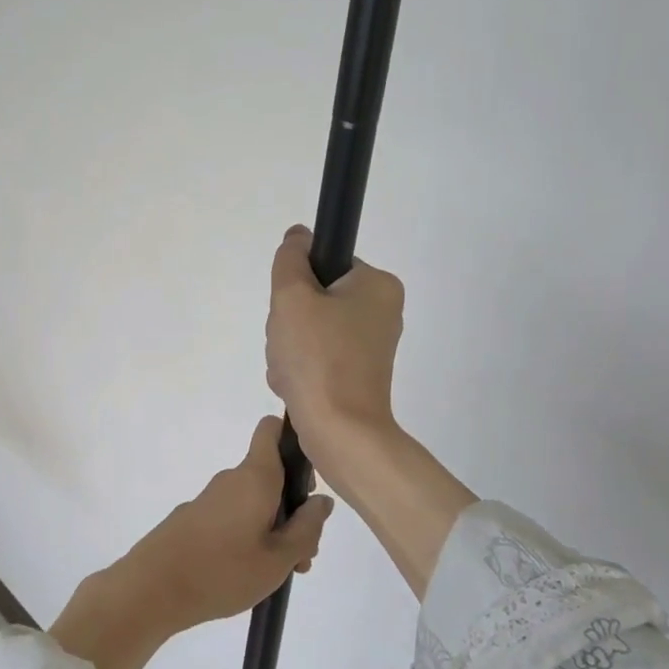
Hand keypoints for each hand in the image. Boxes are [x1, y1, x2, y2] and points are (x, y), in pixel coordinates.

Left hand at [49, 417, 331, 668]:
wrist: (152, 588)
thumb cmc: (223, 571)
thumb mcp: (278, 559)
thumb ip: (306, 528)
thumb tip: (322, 501)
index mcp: (255, 477)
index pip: (271, 430)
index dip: (293, 440)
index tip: (308, 479)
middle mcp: (232, 478)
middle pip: (271, 475)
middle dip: (292, 506)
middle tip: (302, 552)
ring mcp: (210, 497)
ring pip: (254, 500)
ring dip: (272, 527)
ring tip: (279, 572)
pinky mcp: (195, 517)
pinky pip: (233, 514)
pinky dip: (247, 534)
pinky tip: (248, 572)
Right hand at [266, 224, 405, 467]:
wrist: (340, 432)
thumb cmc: (319, 358)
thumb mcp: (293, 297)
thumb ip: (290, 260)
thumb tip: (298, 236)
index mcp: (377, 285)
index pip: (324, 265)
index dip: (297, 285)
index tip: (290, 310)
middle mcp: (381, 311)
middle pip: (315, 299)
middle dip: (289, 323)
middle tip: (288, 344)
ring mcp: (370, 346)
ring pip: (309, 330)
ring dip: (288, 348)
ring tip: (290, 369)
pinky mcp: (357, 374)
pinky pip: (316, 357)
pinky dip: (299, 369)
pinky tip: (295, 385)